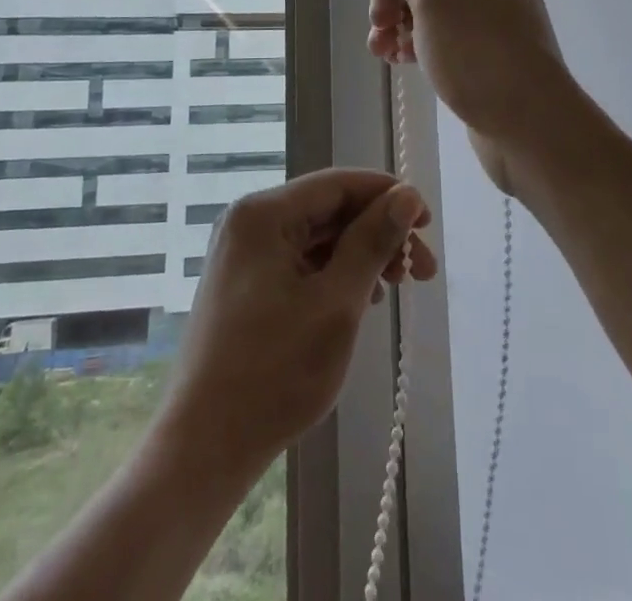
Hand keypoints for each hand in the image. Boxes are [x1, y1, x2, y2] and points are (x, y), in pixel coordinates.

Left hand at [159, 169, 436, 473]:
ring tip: (396, 288)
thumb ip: (372, 241)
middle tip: (422, 271)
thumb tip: (407, 195)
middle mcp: (249, 220)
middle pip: (328, 210)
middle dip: (379, 233)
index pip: (338, 184)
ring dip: (360, 255)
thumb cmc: (274, 372)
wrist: (203, 447)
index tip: (428, 223)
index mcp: (264, 213)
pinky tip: (362, 299)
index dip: (387, 195)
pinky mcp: (244, 283)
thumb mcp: (336, 303)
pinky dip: (334, 273)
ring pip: (316, 236)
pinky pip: (299, 261)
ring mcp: (243, 253)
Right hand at [366, 0, 581, 196]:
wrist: (529, 126)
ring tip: (380, 46)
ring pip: (428, 0)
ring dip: (397, 16)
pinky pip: (438, 31)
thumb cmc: (478, 49)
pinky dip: (413, 39)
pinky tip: (393, 58)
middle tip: (378, 17)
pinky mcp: (479, 50)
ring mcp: (486, 15)